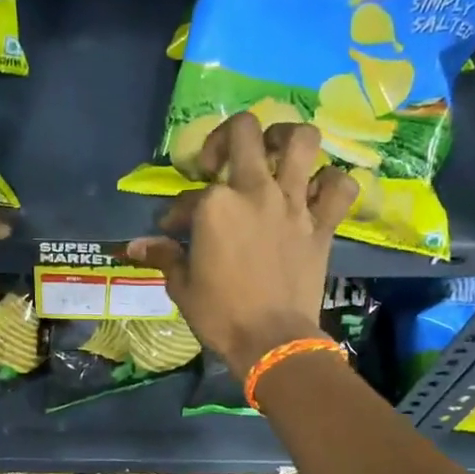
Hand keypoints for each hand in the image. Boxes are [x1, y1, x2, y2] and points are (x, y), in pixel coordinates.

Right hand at [127, 112, 356, 377]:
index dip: (175, 212)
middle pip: (244, 132)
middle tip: (220, 164)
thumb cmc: (221, 316)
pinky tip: (317, 191)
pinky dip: (332, 183)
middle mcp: (256, 191)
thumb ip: (164, 256)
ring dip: (286, 138)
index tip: (172, 229)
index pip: (188, 196)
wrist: (272, 341)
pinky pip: (340, 186)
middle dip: (225, 138)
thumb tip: (134, 246)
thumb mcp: (183, 287)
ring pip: (301, 140)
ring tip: (274, 153)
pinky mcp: (322, 224)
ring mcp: (293, 204)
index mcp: (215, 205)